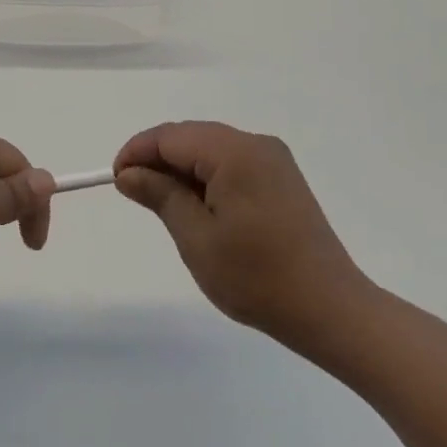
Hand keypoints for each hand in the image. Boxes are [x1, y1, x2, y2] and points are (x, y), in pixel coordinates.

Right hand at [114, 121, 374, 352]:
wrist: (331, 310)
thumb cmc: (257, 277)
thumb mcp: (196, 238)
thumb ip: (160, 195)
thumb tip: (128, 173)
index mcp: (235, 152)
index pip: (171, 136)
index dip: (137, 152)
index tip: (115, 179)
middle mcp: (256, 144)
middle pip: (191, 137)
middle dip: (157, 159)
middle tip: (133, 193)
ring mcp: (273, 160)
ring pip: (211, 149)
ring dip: (181, 169)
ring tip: (162, 203)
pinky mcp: (282, 178)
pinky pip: (232, 163)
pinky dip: (206, 176)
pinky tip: (198, 207)